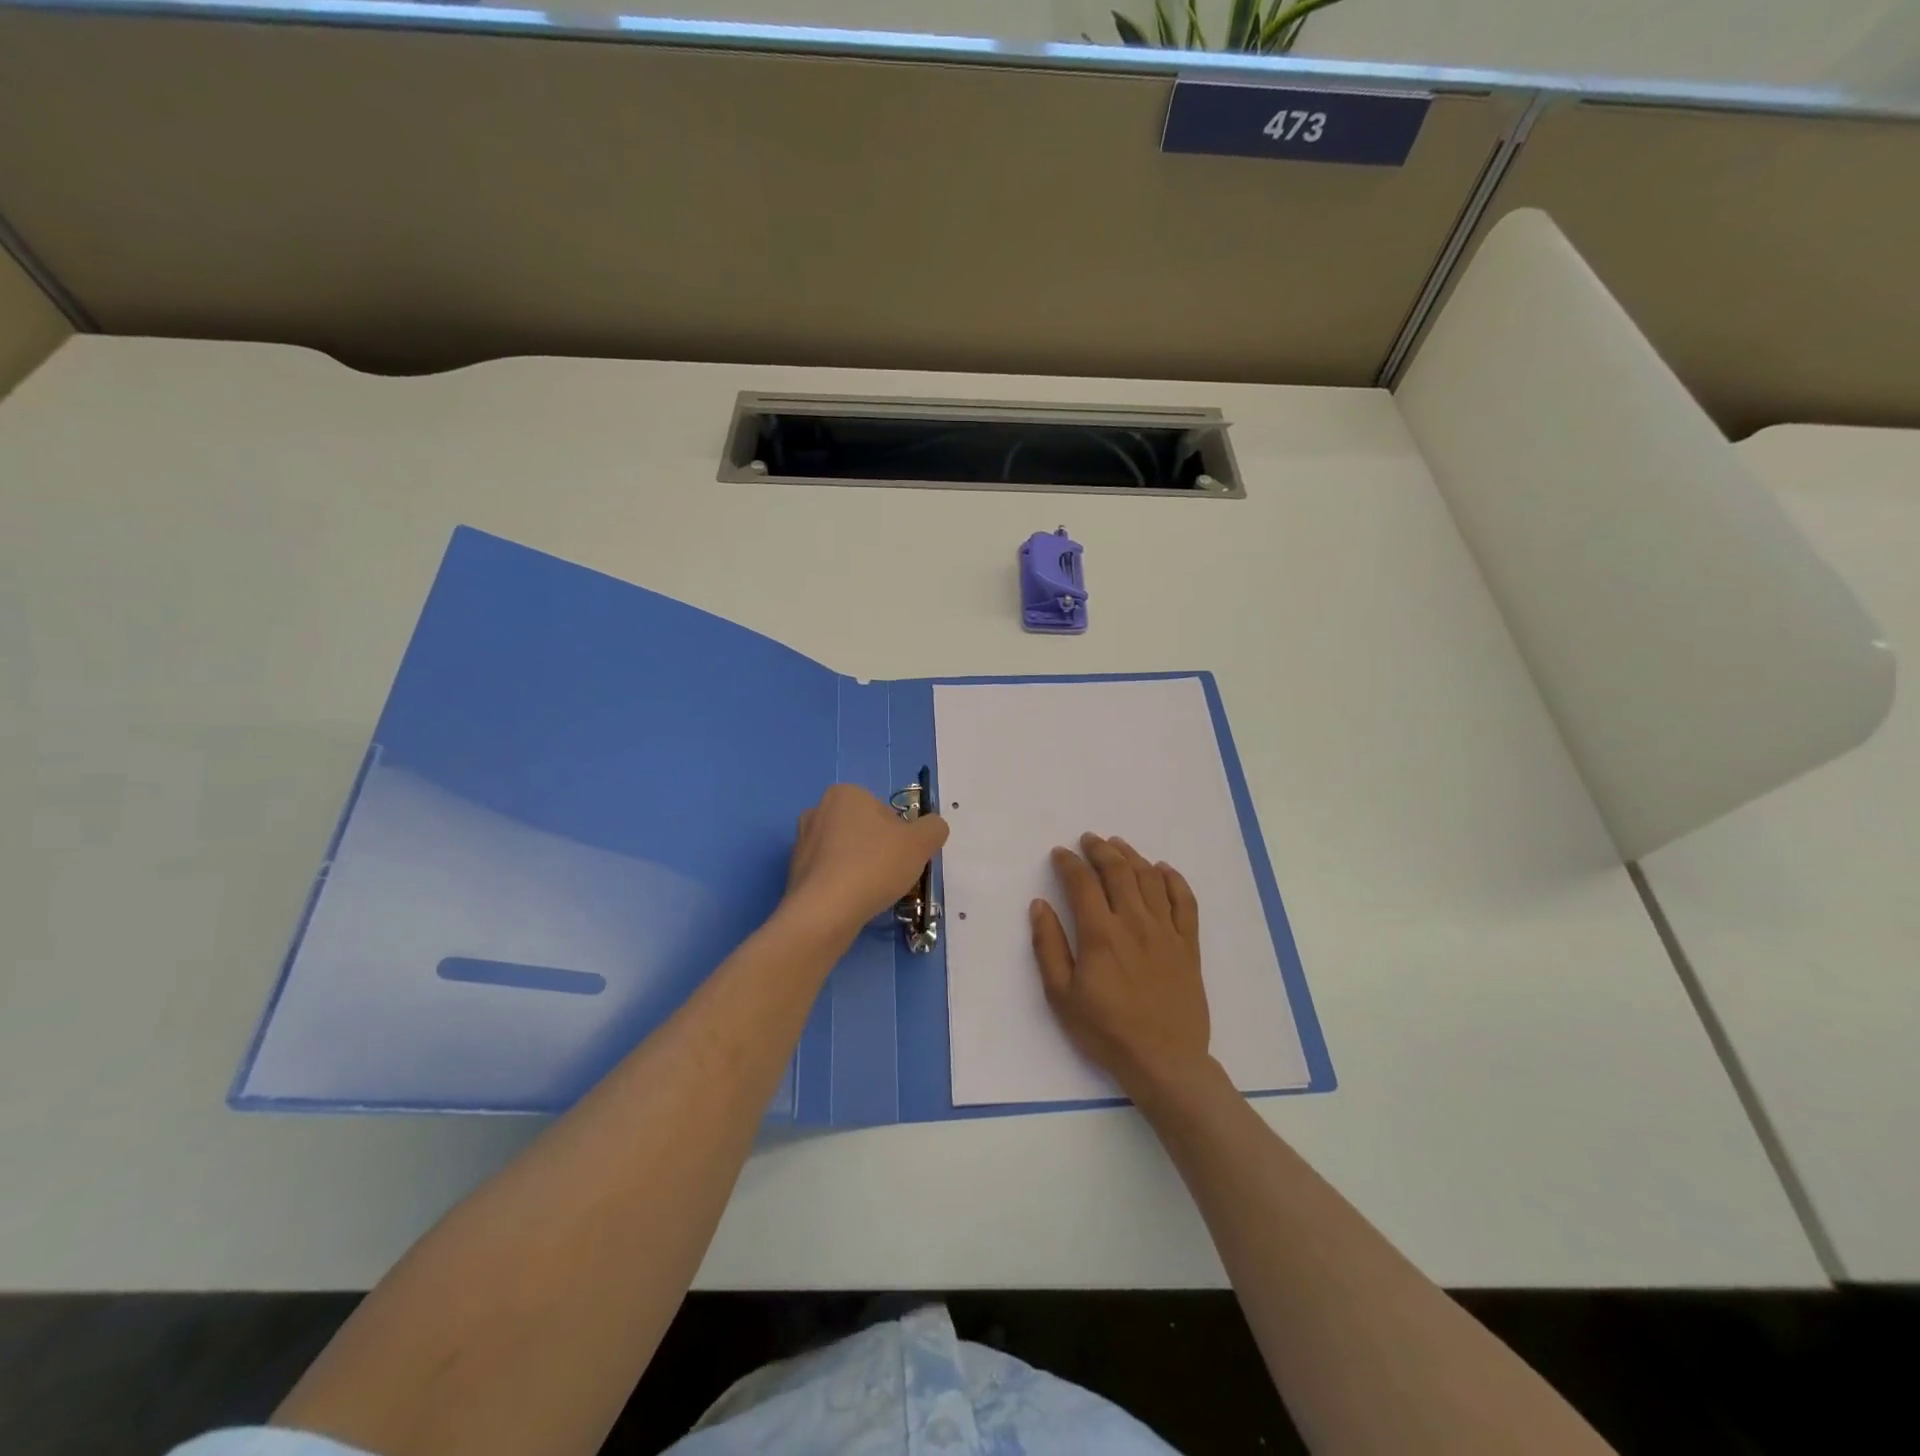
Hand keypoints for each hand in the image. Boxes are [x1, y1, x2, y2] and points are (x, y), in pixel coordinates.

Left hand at [783, 784, 948, 943]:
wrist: (825, 911)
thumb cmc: (874, 866)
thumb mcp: (921, 842)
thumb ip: (934, 828)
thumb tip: (931, 828)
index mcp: (845, 793)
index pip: (885, 812)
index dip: (901, 835)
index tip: (903, 857)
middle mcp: (818, 810)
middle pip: (865, 830)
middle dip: (879, 850)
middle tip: (889, 875)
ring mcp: (802, 841)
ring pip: (846, 852)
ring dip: (860, 867)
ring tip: (871, 892)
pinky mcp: (794, 871)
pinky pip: (829, 873)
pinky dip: (842, 884)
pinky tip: (851, 901)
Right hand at [1030, 834, 1213, 1100]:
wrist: (1164, 1061)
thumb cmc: (1106, 1031)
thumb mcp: (1061, 995)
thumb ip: (1049, 946)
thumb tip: (1040, 905)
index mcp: (1101, 934)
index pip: (1082, 883)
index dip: (1069, 862)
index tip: (1060, 854)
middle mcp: (1135, 923)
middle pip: (1118, 871)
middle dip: (1100, 849)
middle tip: (1089, 840)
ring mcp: (1166, 932)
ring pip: (1150, 879)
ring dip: (1132, 856)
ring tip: (1118, 845)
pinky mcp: (1189, 945)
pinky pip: (1185, 901)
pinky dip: (1173, 879)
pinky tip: (1162, 870)